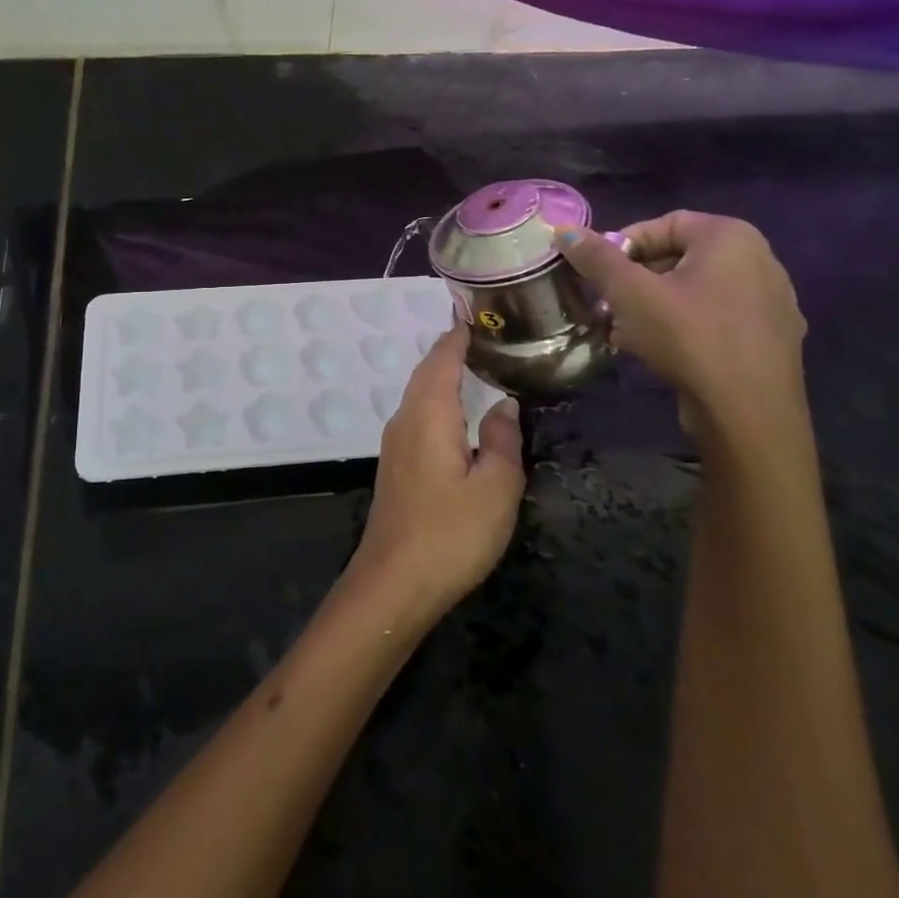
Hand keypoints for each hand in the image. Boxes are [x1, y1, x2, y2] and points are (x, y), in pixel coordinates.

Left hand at [347, 323, 523, 624]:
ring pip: (420, 394)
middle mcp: (405, 418)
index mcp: (428, 413)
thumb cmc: (450, 533)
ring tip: (478, 369)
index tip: (480, 315)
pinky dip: (438, 401)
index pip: (442, 358)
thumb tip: (504, 406)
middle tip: (488, 339)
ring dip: (444, 377)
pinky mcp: (396, 464)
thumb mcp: (495, 489)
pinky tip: (458, 415)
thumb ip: (503, 442)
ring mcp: (396, 442)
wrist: (394, 582)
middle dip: (453, 352)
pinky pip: (418, 415)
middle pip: (427, 371)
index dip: (459, 336)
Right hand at [556, 212, 808, 448]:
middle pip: (678, 257)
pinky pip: (716, 318)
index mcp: (731, 237)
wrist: (749, 416)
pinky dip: (683, 326)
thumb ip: (597, 257)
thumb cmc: (689, 338)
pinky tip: (657, 351)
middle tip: (606, 305)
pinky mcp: (772, 339)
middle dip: (635, 280)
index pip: (662, 224)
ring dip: (654, 305)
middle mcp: (760, 260)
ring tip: (623, 332)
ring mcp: (772, 302)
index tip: (597, 275)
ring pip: (695, 290)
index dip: (622, 246)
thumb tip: (563, 230)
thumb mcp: (630, 293)